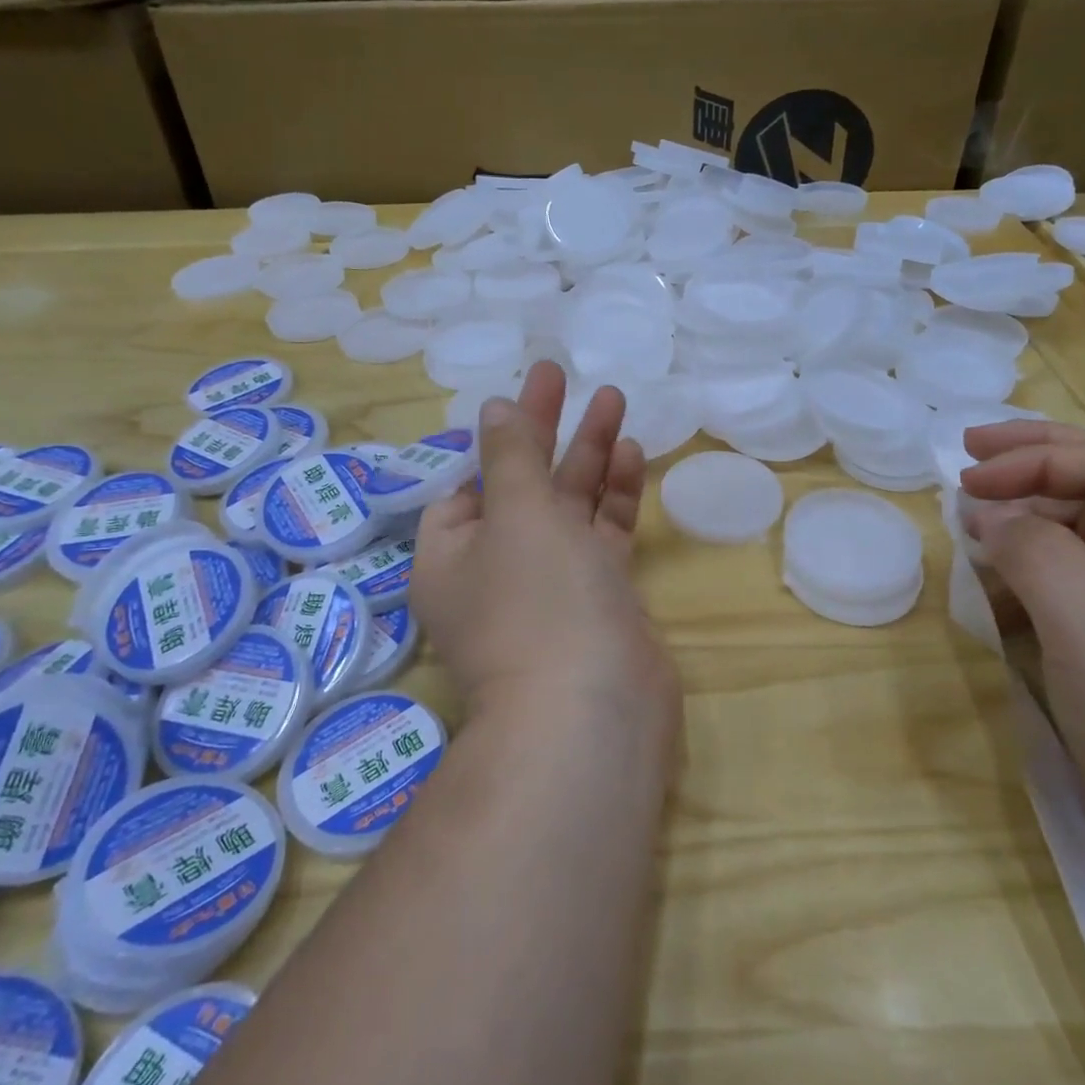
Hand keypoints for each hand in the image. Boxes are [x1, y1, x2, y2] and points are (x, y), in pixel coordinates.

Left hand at [412, 361, 678, 739]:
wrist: (594, 710)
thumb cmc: (538, 599)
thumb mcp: (515, 511)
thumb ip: (510, 454)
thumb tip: (493, 407)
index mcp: (452, 556)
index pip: (466, 486)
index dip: (493, 443)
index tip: (522, 404)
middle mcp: (495, 571)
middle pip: (521, 485)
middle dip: (546, 431)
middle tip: (563, 374)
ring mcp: (550, 587)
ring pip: (567, 507)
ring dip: (588, 456)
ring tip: (614, 400)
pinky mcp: (598, 599)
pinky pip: (602, 536)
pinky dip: (614, 497)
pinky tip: (632, 453)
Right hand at [959, 421, 1084, 904]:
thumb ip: (1035, 552)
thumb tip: (988, 514)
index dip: (1034, 460)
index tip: (967, 476)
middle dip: (1029, 470)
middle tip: (965, 455)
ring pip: (1079, 536)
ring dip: (1023, 525)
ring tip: (970, 526)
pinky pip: (1071, 584)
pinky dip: (1027, 574)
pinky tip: (992, 582)